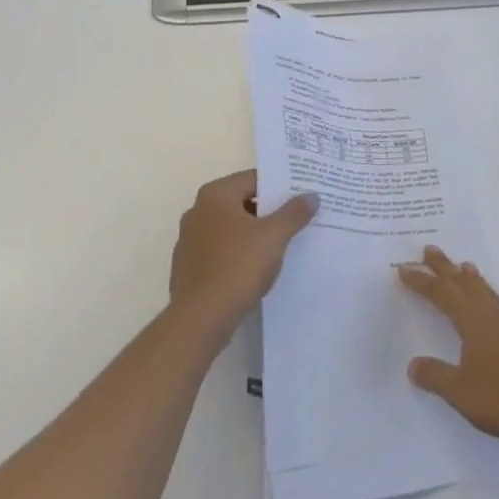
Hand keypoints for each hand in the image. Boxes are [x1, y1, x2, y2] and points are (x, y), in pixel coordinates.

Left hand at [169, 171, 318, 330]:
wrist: (200, 319)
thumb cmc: (238, 266)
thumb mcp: (274, 237)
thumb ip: (294, 213)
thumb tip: (311, 196)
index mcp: (215, 195)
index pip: (253, 179)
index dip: (278, 187)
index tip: (299, 197)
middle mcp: (197, 210)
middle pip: (240, 202)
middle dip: (266, 211)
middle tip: (294, 221)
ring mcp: (188, 240)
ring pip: (229, 228)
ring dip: (251, 234)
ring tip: (278, 246)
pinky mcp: (187, 266)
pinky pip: (218, 251)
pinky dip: (236, 254)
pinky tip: (253, 270)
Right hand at [399, 247, 498, 444]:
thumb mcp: (461, 392)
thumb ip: (436, 376)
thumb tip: (413, 364)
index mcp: (472, 319)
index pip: (441, 293)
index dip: (421, 281)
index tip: (404, 268)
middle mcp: (493, 311)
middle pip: (463, 282)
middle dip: (444, 266)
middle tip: (430, 249)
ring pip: (487, 290)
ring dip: (471, 277)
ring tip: (464, 266)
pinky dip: (491, 296)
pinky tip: (497, 306)